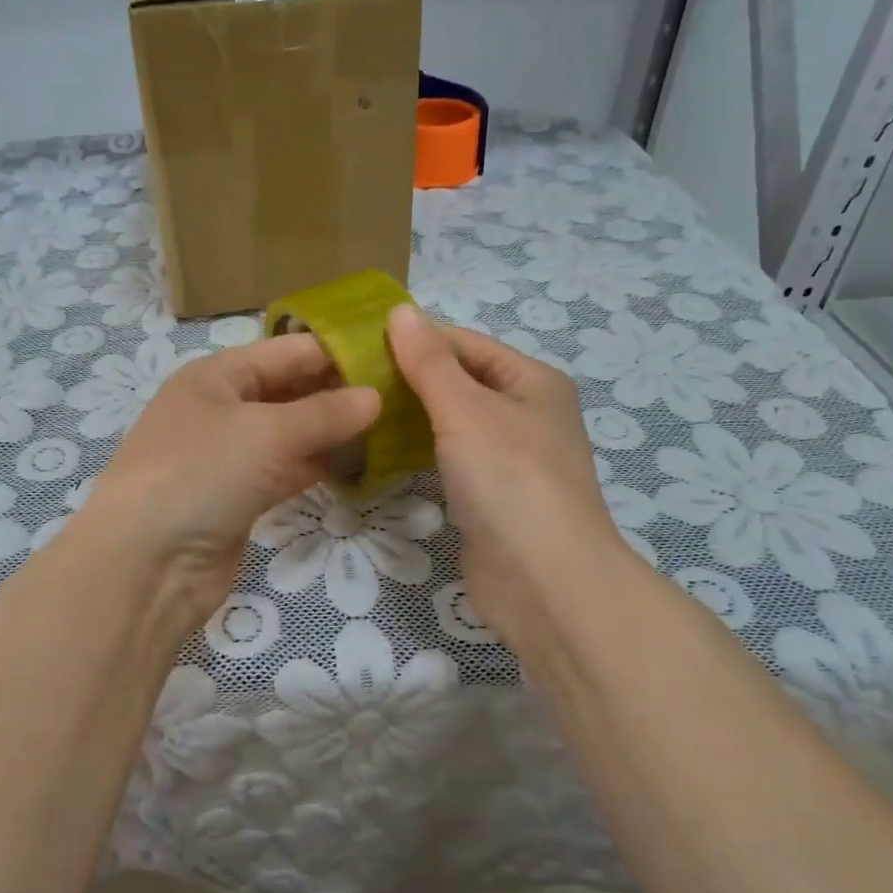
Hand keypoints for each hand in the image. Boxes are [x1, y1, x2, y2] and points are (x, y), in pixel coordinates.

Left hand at [81, 333, 380, 631]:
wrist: (146, 564)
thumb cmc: (202, 473)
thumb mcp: (267, 432)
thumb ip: (325, 413)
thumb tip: (376, 396)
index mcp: (217, 375)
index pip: (287, 350)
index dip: (338, 352)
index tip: (394, 357)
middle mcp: (221, 408)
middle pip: (290, 390)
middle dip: (339, 393)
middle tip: (402, 397)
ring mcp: (229, 455)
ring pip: (291, 434)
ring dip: (333, 433)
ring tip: (392, 430)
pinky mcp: (240, 497)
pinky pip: (287, 471)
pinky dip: (318, 468)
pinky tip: (359, 467)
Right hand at [387, 304, 625, 651]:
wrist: (543, 581)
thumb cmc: (509, 479)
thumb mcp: (466, 409)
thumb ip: (430, 362)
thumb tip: (400, 312)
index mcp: (532, 381)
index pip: (466, 343)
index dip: (416, 338)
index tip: (358, 342)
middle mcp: (525, 414)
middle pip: (459, 382)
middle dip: (409, 378)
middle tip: (349, 378)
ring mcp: (509, 459)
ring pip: (452, 423)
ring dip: (411, 416)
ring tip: (357, 409)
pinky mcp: (490, 496)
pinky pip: (449, 460)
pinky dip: (419, 452)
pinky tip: (380, 451)